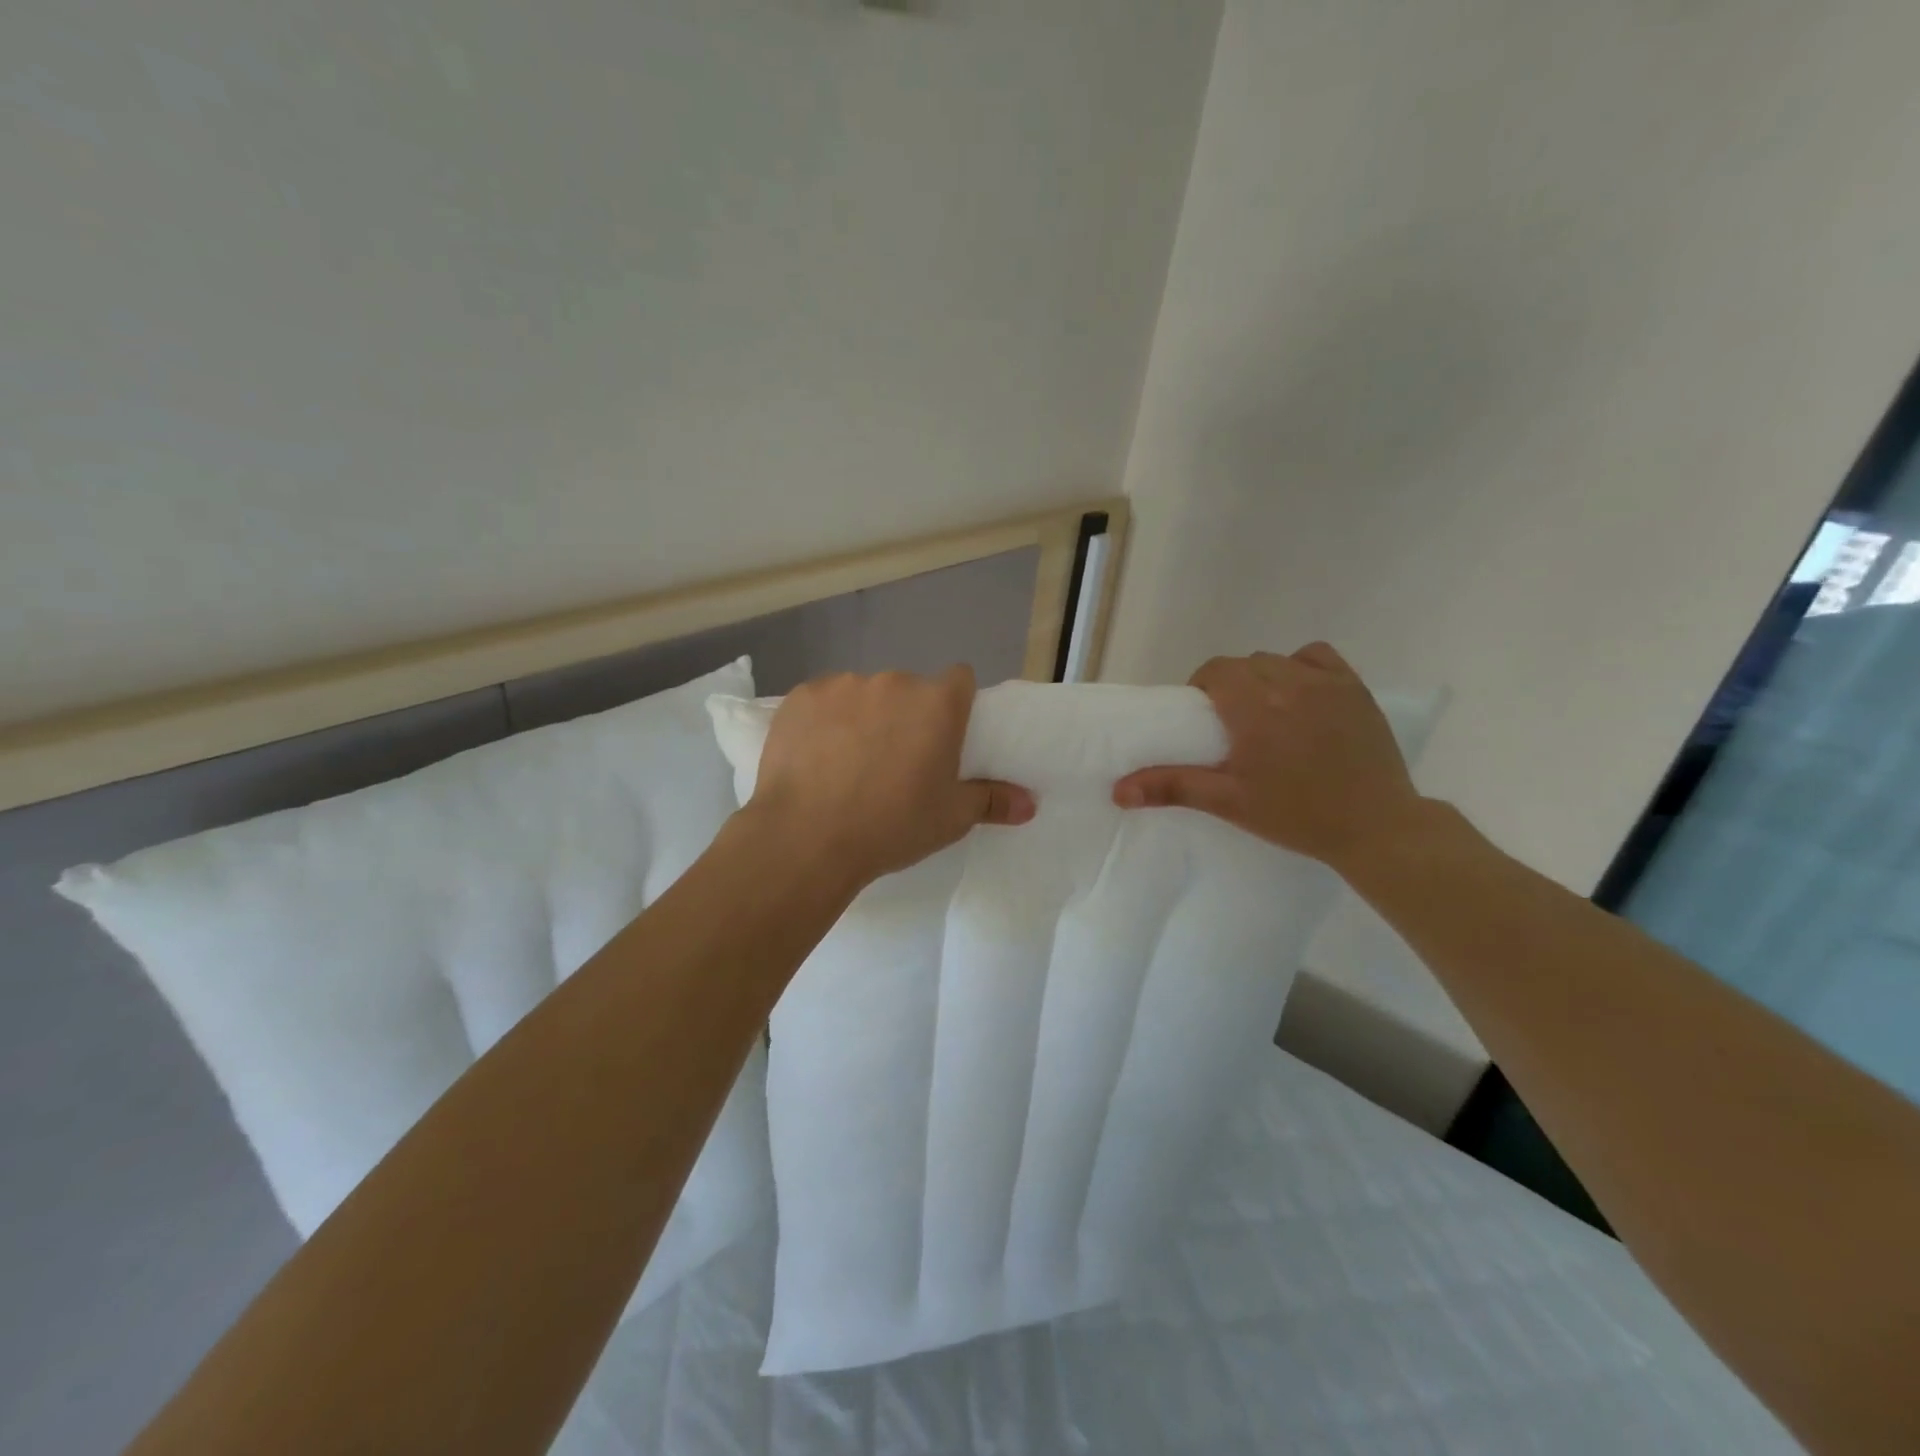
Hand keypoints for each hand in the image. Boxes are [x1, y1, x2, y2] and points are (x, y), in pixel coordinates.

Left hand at [747, 666, 1035, 888]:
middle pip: (909, 690)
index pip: (960, 679)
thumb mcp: (951, 818)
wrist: (806, 838)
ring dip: (864, 716)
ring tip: (848, 762)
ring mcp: (843, 684)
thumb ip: (992, 801)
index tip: (943, 736)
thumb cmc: (891, 825)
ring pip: (864, 694)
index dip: (955, 704)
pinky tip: (814, 757)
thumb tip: (1030, 804)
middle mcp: (894, 682)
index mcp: (937, 703)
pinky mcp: (801, 696)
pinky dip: (823, 721)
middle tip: (895, 761)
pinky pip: (822, 701)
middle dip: (906, 715)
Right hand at [1111, 645, 1422, 869]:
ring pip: (1279, 660)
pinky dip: (1302, 666)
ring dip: (1264, 676)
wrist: (1375, 826)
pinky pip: (1318, 657)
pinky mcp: (1356, 689)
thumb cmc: (1296, 814)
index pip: (1216, 670)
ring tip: (1267, 711)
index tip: (1204, 717)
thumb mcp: (1228, 802)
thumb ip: (1172, 787)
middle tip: (1231, 722)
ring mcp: (1327, 683)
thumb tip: (1118, 790)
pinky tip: (1302, 694)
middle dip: (1230, 684)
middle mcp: (1289, 683)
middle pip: (1245, 664)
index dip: (1203, 687)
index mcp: (1254, 707)